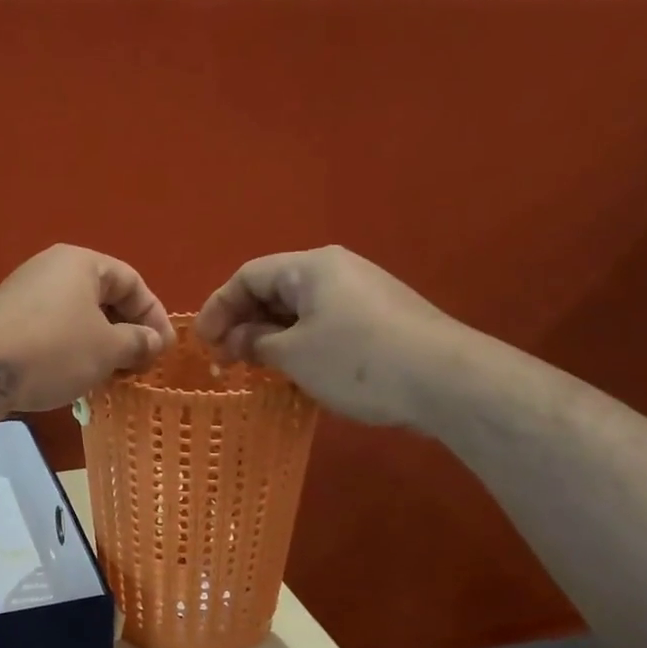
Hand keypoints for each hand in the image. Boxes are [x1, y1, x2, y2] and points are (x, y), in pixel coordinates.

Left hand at [0, 245, 176, 413]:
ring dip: (100, 348)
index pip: (132, 281)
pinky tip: (78, 382)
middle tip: (140, 368)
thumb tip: (153, 342)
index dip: (154, 316)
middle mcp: (53, 271)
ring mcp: (26, 297)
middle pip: (103, 299)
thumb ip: (137, 342)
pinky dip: (72, 354)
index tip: (165, 351)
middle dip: (127, 334)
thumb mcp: (106, 348)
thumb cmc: (52, 349)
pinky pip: (53, 335)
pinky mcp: (8, 324)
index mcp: (81, 263)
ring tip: (113, 379)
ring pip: (77, 320)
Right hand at [193, 246, 470, 427]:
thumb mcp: (293, 354)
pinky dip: (299, 343)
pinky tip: (295, 371)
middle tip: (225, 360)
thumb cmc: (356, 360)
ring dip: (270, 336)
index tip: (202, 343)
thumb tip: (238, 340)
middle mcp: (336, 270)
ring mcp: (362, 293)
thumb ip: (256, 343)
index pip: (248, 276)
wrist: (444, 380)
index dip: (218, 307)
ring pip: (299, 310)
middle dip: (243, 323)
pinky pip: (324, 323)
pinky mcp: (380, 319)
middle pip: (273, 289)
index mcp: (310, 266)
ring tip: (255, 368)